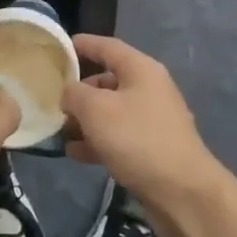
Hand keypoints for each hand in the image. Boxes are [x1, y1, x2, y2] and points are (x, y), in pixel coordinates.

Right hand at [61, 34, 229, 236]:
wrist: (183, 192)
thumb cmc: (137, 139)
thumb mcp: (96, 110)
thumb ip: (74, 93)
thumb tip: (69, 93)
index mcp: (141, 70)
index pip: (107, 47)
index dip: (83, 44)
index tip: (60, 46)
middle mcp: (149, 89)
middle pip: (108, 81)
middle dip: (79, 90)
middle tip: (53, 99)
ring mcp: (152, 120)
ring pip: (111, 112)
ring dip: (85, 120)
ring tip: (59, 131)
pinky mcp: (151, 149)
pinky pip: (118, 137)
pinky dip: (97, 141)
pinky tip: (76, 154)